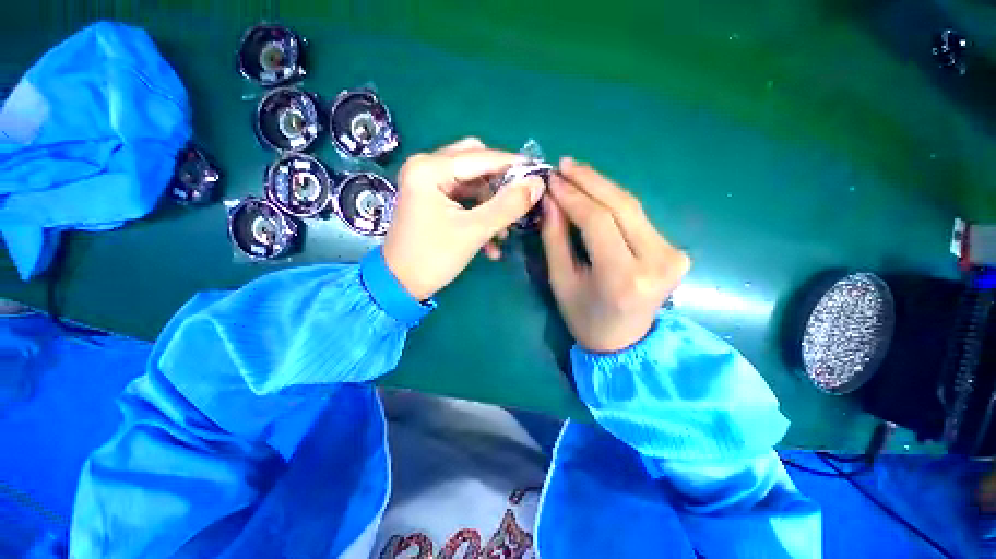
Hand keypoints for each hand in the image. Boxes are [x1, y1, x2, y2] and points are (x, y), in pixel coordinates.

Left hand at [383, 138, 545, 299]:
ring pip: (471, 182)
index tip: (540, 173)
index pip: (481, 157)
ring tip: (505, 231)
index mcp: (430, 169)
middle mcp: (426, 167)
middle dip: (500, 183)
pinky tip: (491, 242)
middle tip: (520, 199)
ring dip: (491, 204)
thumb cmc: (434, 257)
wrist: (401, 285)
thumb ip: (508, 205)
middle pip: (475, 163)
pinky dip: (479, 213)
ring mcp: (427, 183)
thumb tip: (537, 184)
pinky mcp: (431, 199)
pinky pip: (463, 197)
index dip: (513, 165)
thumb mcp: (474, 231)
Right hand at [541, 158, 690, 352]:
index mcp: (622, 277)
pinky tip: (595, 191)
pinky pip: (639, 217)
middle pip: (621, 206)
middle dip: (590, 180)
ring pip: (633, 206)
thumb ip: (555, 238)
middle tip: (564, 165)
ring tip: (575, 172)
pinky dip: (614, 201)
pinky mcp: (675, 251)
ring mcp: (673, 255)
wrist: (624, 342)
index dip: (573, 196)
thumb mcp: (561, 281)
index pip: (598, 221)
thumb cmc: (585, 317)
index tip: (552, 179)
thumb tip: (550, 199)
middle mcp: (656, 262)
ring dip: (602, 186)